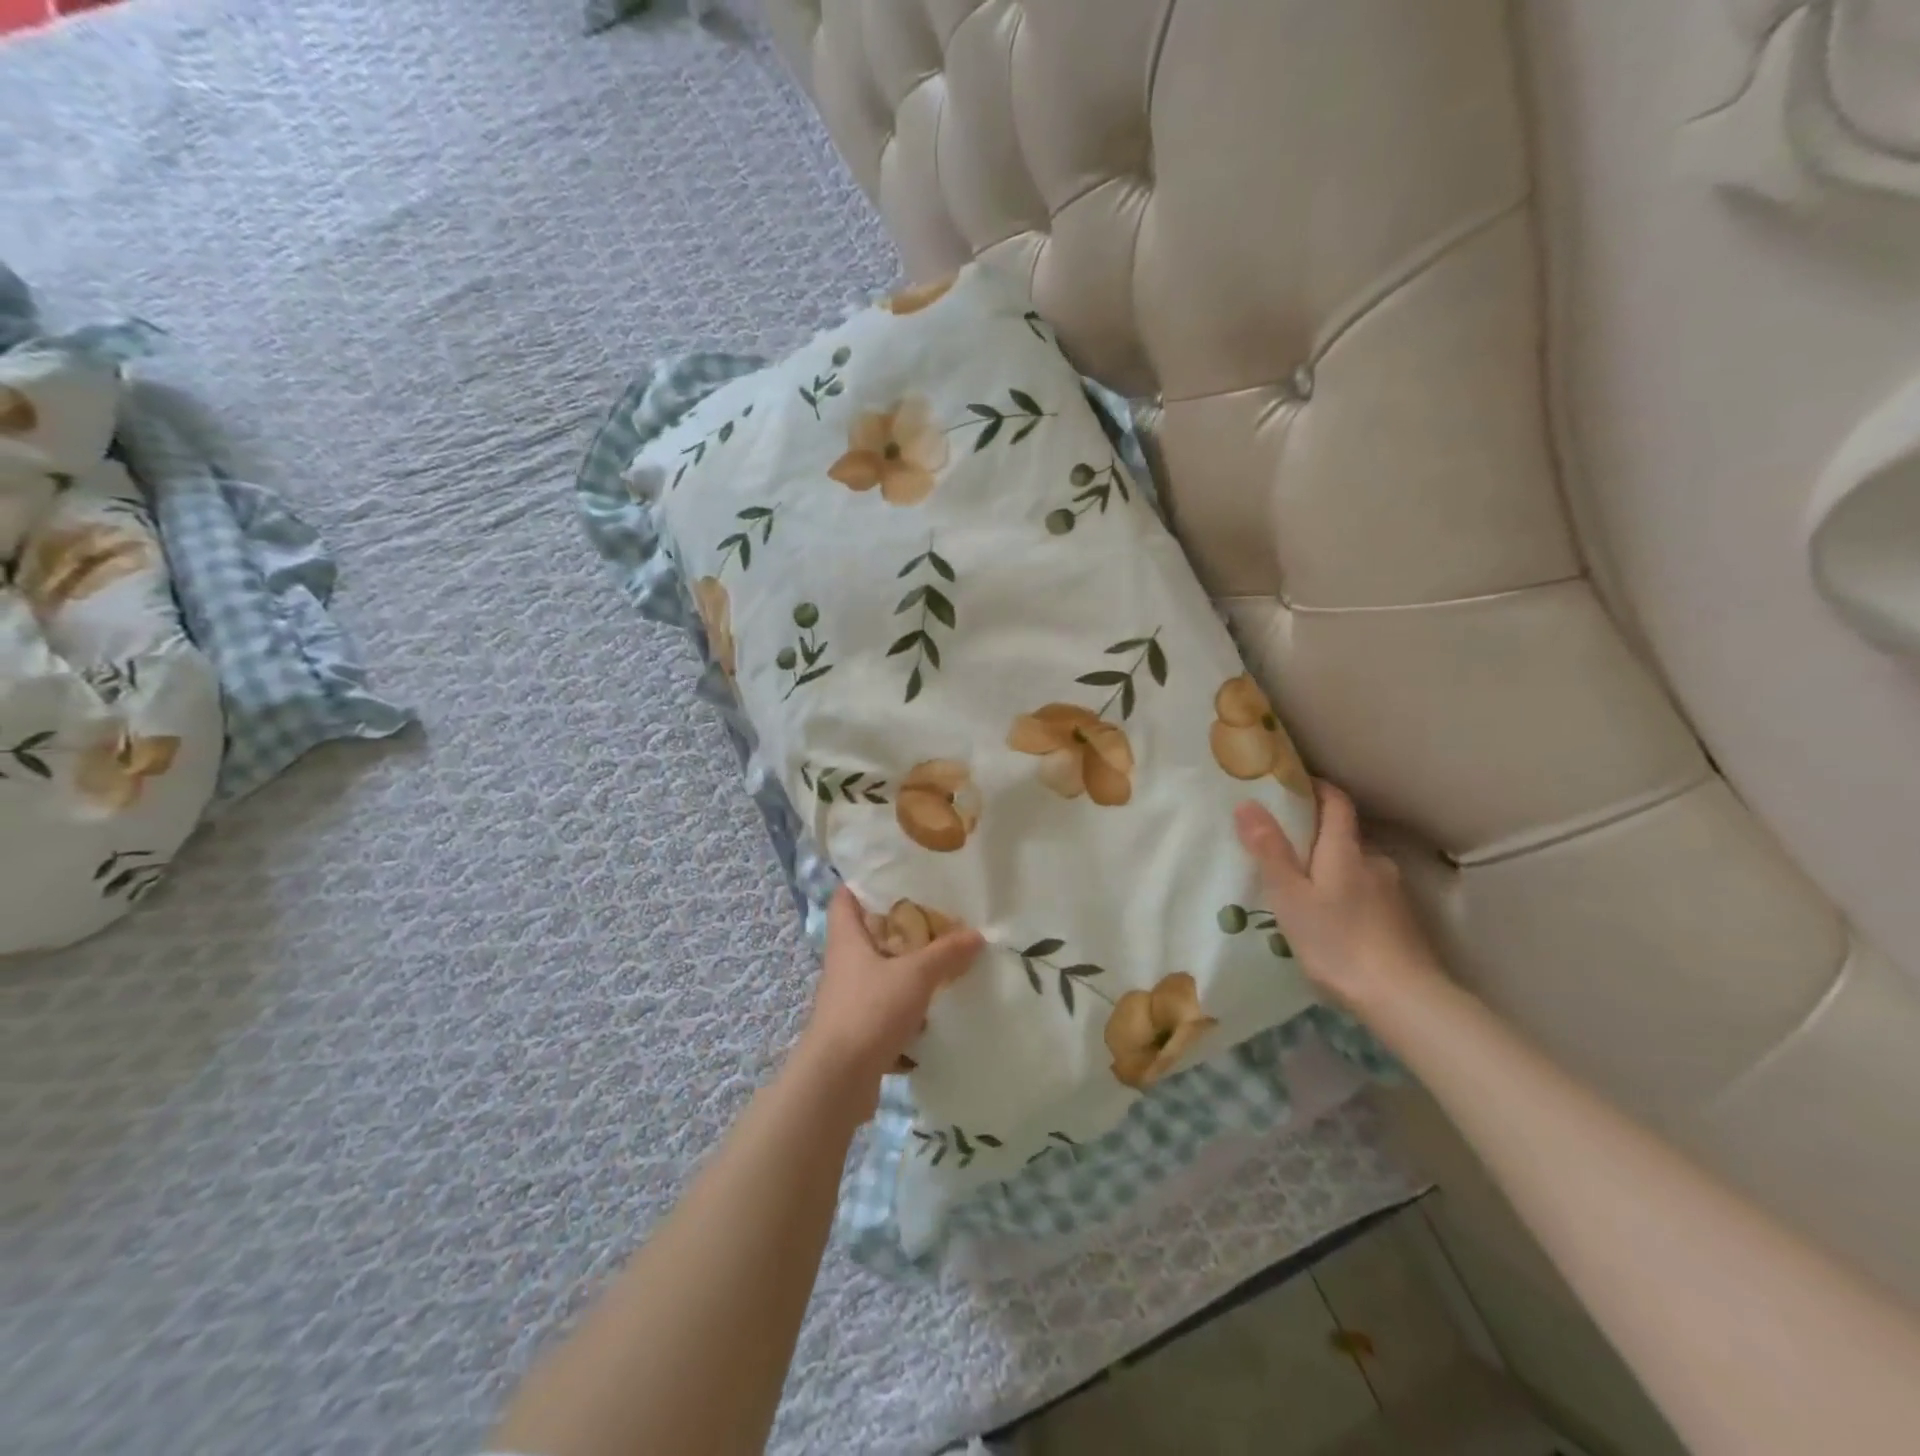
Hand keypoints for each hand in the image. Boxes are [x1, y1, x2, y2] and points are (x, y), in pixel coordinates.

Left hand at [796, 886, 983, 1117]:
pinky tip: (934, 1000)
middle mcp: (844, 964)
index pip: (845, 898)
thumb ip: (946, 953)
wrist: (838, 1080)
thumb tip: (976, 934)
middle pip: (867, 933)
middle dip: (897, 924)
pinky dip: (907, 999)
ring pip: (879, 969)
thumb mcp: (915, 975)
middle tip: (935, 913)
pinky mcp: (859, 1027)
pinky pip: (886, 1002)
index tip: (895, 873)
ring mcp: (849, 997)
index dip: (863, 882)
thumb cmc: (869, 1011)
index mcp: (847, 940)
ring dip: (905, 964)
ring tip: (942, 954)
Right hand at [1234, 781, 1446, 1015]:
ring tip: (1303, 890)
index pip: (1336, 802)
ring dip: (1332, 869)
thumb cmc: (1337, 941)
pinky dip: (1347, 895)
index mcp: (1345, 850)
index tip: (1292, 785)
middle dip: (1316, 835)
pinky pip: (1367, 893)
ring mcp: (1392, 892)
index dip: (1316, 788)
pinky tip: (1331, 920)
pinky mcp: (1401, 921)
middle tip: (1283, 847)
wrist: (1403, 998)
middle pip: (1344, 836)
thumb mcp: (1290, 896)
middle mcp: (1373, 862)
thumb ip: (1269, 850)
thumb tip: (1247, 804)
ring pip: (1356, 867)